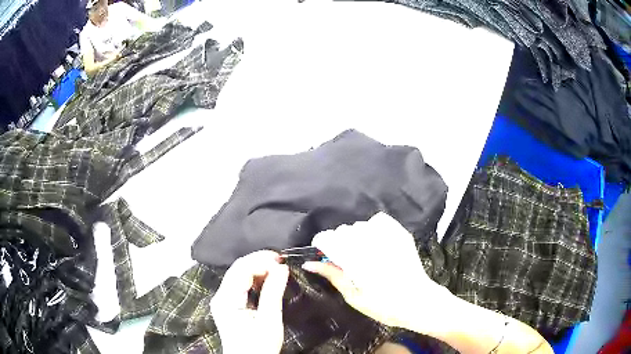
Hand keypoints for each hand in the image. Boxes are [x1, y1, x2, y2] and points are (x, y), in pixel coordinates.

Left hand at [211, 250, 288, 353]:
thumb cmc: (259, 346)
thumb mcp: (269, 321)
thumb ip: (273, 292)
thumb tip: (282, 268)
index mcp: (226, 300)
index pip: (241, 269)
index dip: (261, 260)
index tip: (282, 261)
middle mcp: (220, 296)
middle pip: (237, 269)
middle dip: (259, 261)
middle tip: (281, 261)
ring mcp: (223, 300)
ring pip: (238, 274)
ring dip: (257, 268)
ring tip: (277, 269)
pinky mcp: (228, 304)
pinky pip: (240, 284)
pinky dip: (254, 278)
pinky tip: (267, 280)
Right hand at [303, 213, 452, 333]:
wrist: (418, 302)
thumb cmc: (384, 305)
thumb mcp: (353, 296)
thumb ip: (333, 275)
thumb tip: (309, 263)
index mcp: (357, 258)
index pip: (329, 238)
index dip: (321, 244)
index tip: (321, 252)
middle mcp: (372, 242)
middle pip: (344, 231)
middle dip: (338, 242)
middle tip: (344, 259)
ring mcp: (389, 235)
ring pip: (360, 225)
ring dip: (355, 236)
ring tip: (360, 252)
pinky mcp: (401, 234)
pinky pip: (380, 220)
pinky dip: (373, 227)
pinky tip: (374, 241)